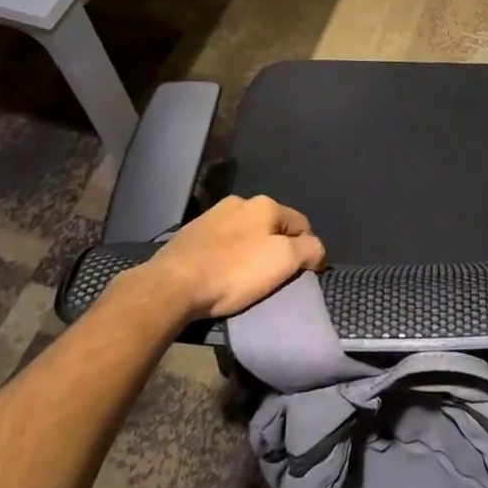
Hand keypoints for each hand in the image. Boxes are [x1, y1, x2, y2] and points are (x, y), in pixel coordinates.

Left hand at [115, 195, 324, 322]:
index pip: (302, 225)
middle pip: (272, 228)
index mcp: (265, 204)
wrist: (172, 285)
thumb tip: (315, 250)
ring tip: (243, 279)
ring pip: (245, 234)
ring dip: (250, 251)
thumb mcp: (284, 262)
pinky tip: (220, 274)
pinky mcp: (190, 233)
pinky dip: (227, 256)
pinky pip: (222, 243)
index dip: (306, 251)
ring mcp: (212, 215)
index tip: (300, 276)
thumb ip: (309, 250)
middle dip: (276, 249)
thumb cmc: (234, 272)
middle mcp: (239, 202)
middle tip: (271, 278)